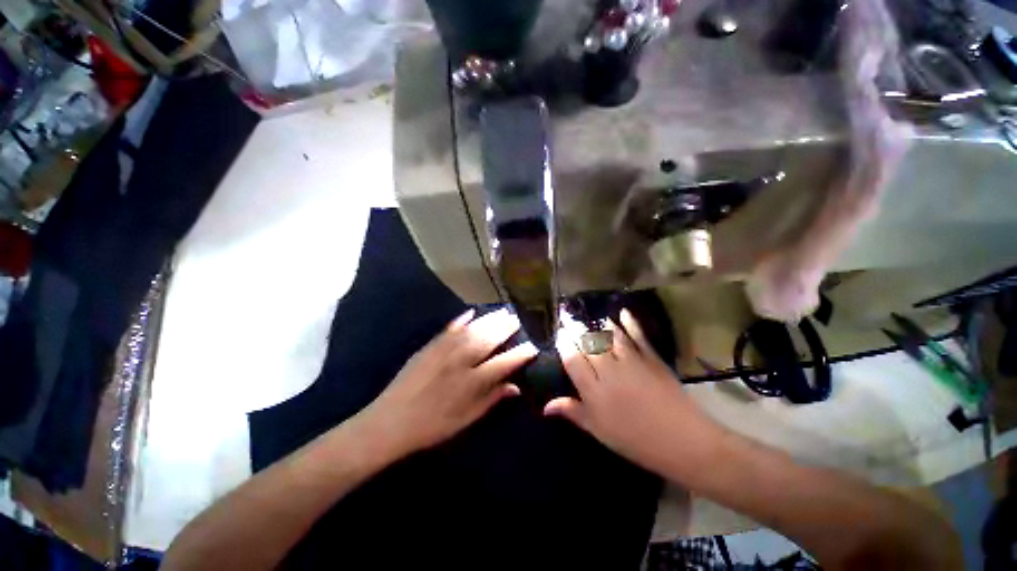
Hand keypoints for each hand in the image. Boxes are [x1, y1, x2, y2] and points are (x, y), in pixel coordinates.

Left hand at [359, 308, 537, 455]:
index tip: (533, 346)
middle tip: (517, 319)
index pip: (503, 363)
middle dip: (505, 328)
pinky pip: (449, 329)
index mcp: (471, 382)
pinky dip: (461, 320)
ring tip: (502, 312)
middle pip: (488, 339)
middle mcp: (460, 361)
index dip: (520, 354)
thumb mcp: (466, 420)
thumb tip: (516, 387)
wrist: (390, 422)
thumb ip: (491, 399)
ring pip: (472, 330)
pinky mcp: (429, 346)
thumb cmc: (432, 426)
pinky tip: (471, 313)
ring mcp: (443, 351)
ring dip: (489, 319)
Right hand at [544, 310, 705, 469]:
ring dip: (599, 324)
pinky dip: (630, 322)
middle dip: (576, 329)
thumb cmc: (635, 441)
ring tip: (590, 317)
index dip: (564, 344)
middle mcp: (609, 371)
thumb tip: (546, 406)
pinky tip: (623, 312)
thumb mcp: (599, 431)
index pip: (573, 360)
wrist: (683, 442)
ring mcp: (631, 362)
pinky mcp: (651, 359)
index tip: (560, 334)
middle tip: (569, 320)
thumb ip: (573, 412)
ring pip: (610, 336)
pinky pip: (638, 336)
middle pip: (589, 344)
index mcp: (594, 391)